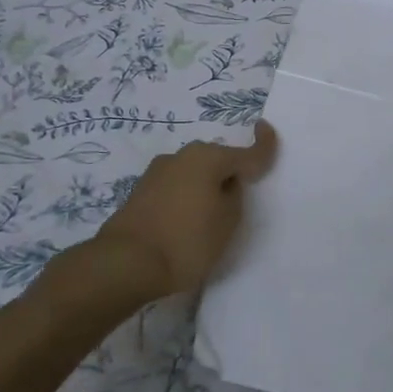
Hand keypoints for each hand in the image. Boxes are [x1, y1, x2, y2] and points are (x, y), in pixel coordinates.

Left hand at [98, 121, 279, 296]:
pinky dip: (186, 197)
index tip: (267, 128)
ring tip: (211, 216)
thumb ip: (234, 196)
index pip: (246, 151)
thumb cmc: (187, 241)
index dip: (263, 143)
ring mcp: (157, 172)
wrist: (125, 263)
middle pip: (217, 160)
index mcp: (208, 158)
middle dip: (230, 172)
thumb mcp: (228, 221)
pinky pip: (176, 187)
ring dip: (206, 186)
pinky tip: (186, 221)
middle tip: (240, 198)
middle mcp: (182, 156)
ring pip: (194, 173)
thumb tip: (225, 185)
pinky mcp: (141, 191)